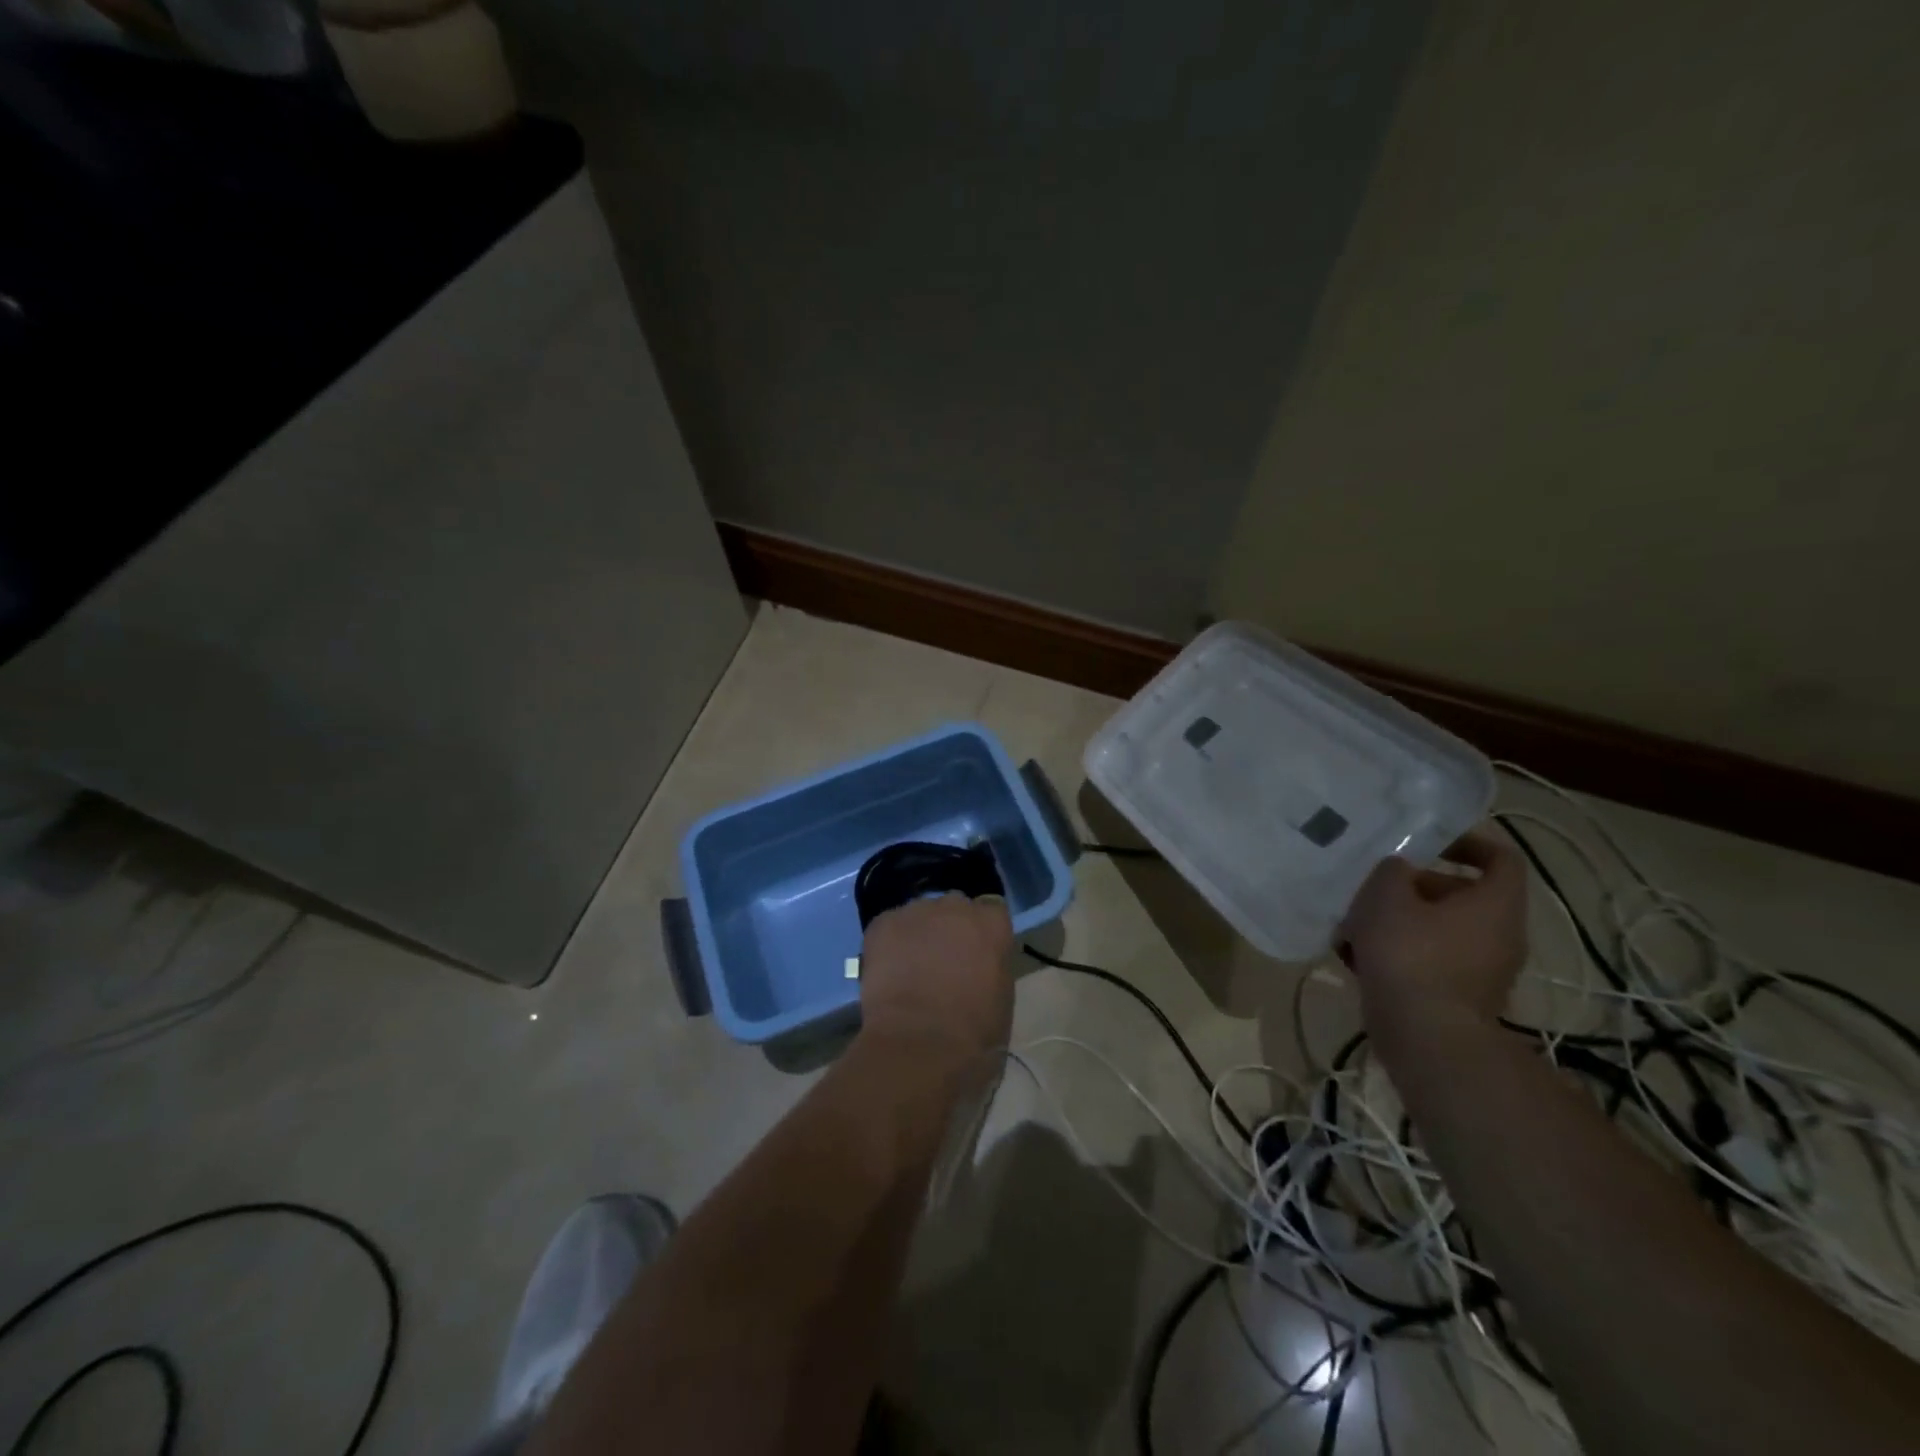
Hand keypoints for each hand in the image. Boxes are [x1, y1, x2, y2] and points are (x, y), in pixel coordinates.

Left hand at [858, 893, 1013, 1070]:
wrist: (920, 1043)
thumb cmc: (974, 1031)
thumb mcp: (1002, 996)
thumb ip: (992, 965)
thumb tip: (978, 963)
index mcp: (992, 923)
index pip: (991, 911)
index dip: (981, 932)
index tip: (976, 952)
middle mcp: (956, 906)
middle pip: (954, 907)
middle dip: (950, 927)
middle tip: (942, 961)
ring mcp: (916, 911)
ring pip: (919, 915)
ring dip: (919, 934)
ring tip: (910, 968)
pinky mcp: (882, 923)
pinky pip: (889, 926)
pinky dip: (889, 943)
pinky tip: (888, 971)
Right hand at [1338, 826, 1527, 1052]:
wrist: (1425, 1037)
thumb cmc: (1411, 954)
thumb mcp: (1387, 895)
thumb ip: (1392, 871)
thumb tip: (1399, 870)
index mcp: (1496, 904)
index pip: (1501, 858)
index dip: (1467, 842)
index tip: (1427, 842)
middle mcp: (1500, 935)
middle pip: (1461, 895)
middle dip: (1414, 886)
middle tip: (1374, 886)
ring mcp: (1481, 970)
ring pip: (1439, 929)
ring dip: (1399, 921)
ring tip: (1354, 924)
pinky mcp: (1458, 997)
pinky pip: (1429, 960)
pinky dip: (1398, 953)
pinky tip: (1356, 957)